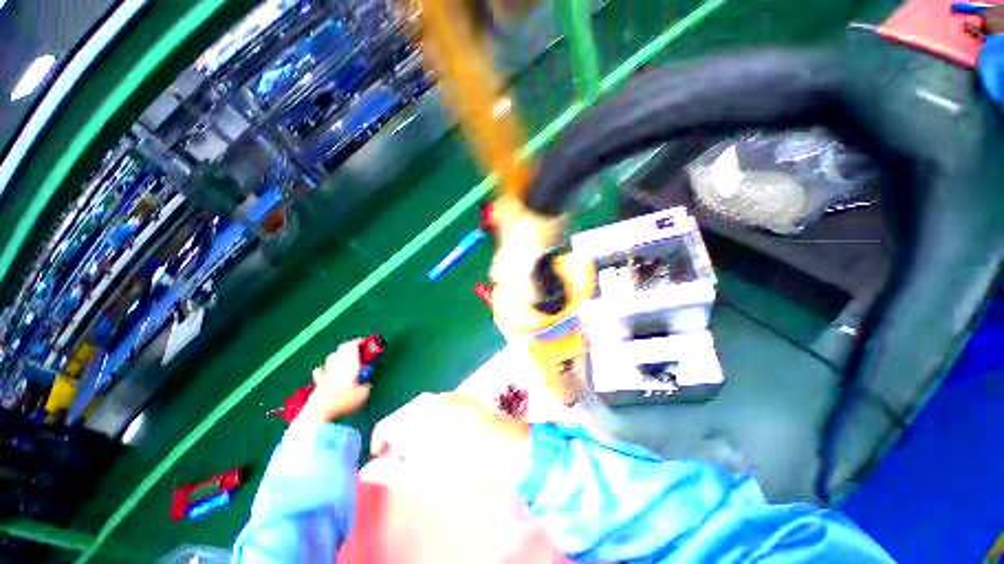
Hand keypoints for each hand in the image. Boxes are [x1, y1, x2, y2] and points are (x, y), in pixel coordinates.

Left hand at [299, 340, 371, 423]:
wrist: (318, 413)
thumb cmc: (343, 401)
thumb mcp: (363, 395)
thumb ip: (366, 387)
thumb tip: (366, 385)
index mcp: (349, 365)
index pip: (352, 346)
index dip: (359, 341)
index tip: (366, 342)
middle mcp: (337, 365)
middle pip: (341, 348)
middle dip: (350, 346)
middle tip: (358, 349)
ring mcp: (326, 373)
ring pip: (331, 356)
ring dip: (338, 355)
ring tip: (344, 359)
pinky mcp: (318, 382)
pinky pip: (320, 370)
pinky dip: (325, 368)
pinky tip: (327, 372)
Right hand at [370, 393, 530, 487]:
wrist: (505, 448)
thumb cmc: (462, 467)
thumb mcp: (422, 477)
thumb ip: (390, 472)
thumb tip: (366, 469)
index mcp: (414, 415)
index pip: (385, 426)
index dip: (380, 446)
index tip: (385, 462)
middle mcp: (429, 398)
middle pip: (403, 416)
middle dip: (400, 438)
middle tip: (409, 461)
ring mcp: (448, 393)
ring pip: (421, 411)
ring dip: (418, 428)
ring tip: (429, 450)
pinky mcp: (462, 395)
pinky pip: (439, 406)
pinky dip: (435, 420)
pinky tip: (448, 436)